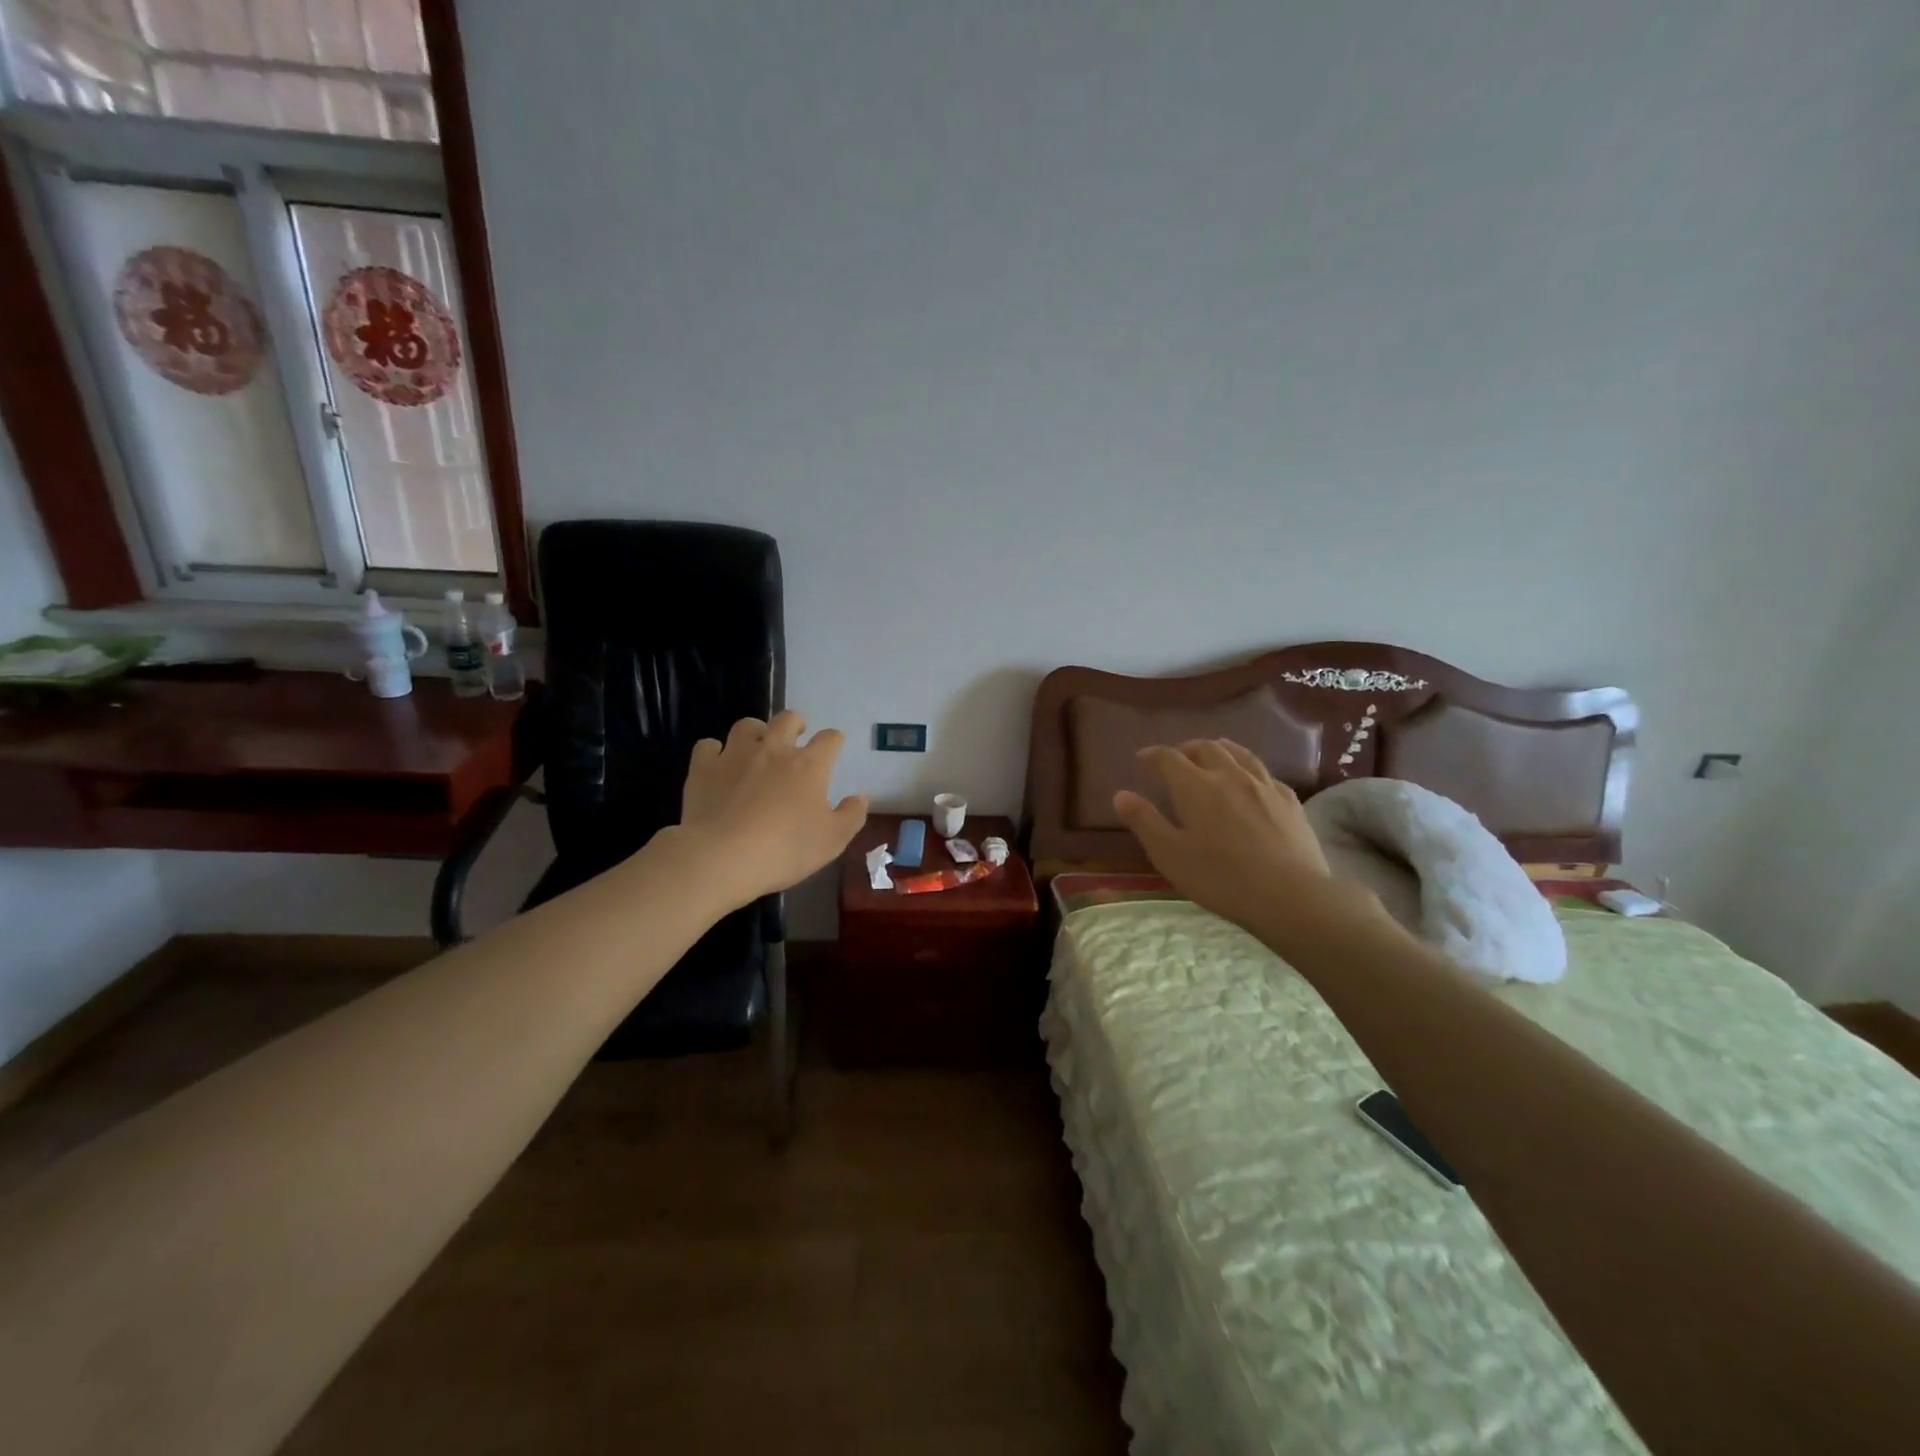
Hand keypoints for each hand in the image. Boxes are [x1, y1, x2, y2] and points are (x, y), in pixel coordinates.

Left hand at [673, 712, 868, 908]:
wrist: (722, 857)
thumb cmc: (785, 849)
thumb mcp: (833, 840)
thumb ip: (852, 815)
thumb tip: (860, 796)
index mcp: (809, 765)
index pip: (830, 738)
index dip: (834, 742)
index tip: (833, 751)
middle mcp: (774, 749)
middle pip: (788, 719)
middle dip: (795, 724)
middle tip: (796, 739)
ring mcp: (735, 755)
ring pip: (747, 725)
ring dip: (755, 732)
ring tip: (756, 748)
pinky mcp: (703, 768)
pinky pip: (708, 746)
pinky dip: (714, 752)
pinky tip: (717, 766)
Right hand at [1114, 739, 1381, 952]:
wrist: (1289, 896)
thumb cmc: (1219, 877)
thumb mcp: (1169, 854)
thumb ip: (1144, 821)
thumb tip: (1121, 794)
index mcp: (1195, 786)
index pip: (1169, 758)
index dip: (1153, 754)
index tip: (1142, 758)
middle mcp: (1229, 775)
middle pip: (1206, 748)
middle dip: (1187, 748)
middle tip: (1177, 757)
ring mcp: (1264, 786)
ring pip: (1240, 754)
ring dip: (1221, 749)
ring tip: (1213, 752)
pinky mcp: (1290, 801)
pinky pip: (1266, 774)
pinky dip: (1250, 770)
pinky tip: (1252, 781)